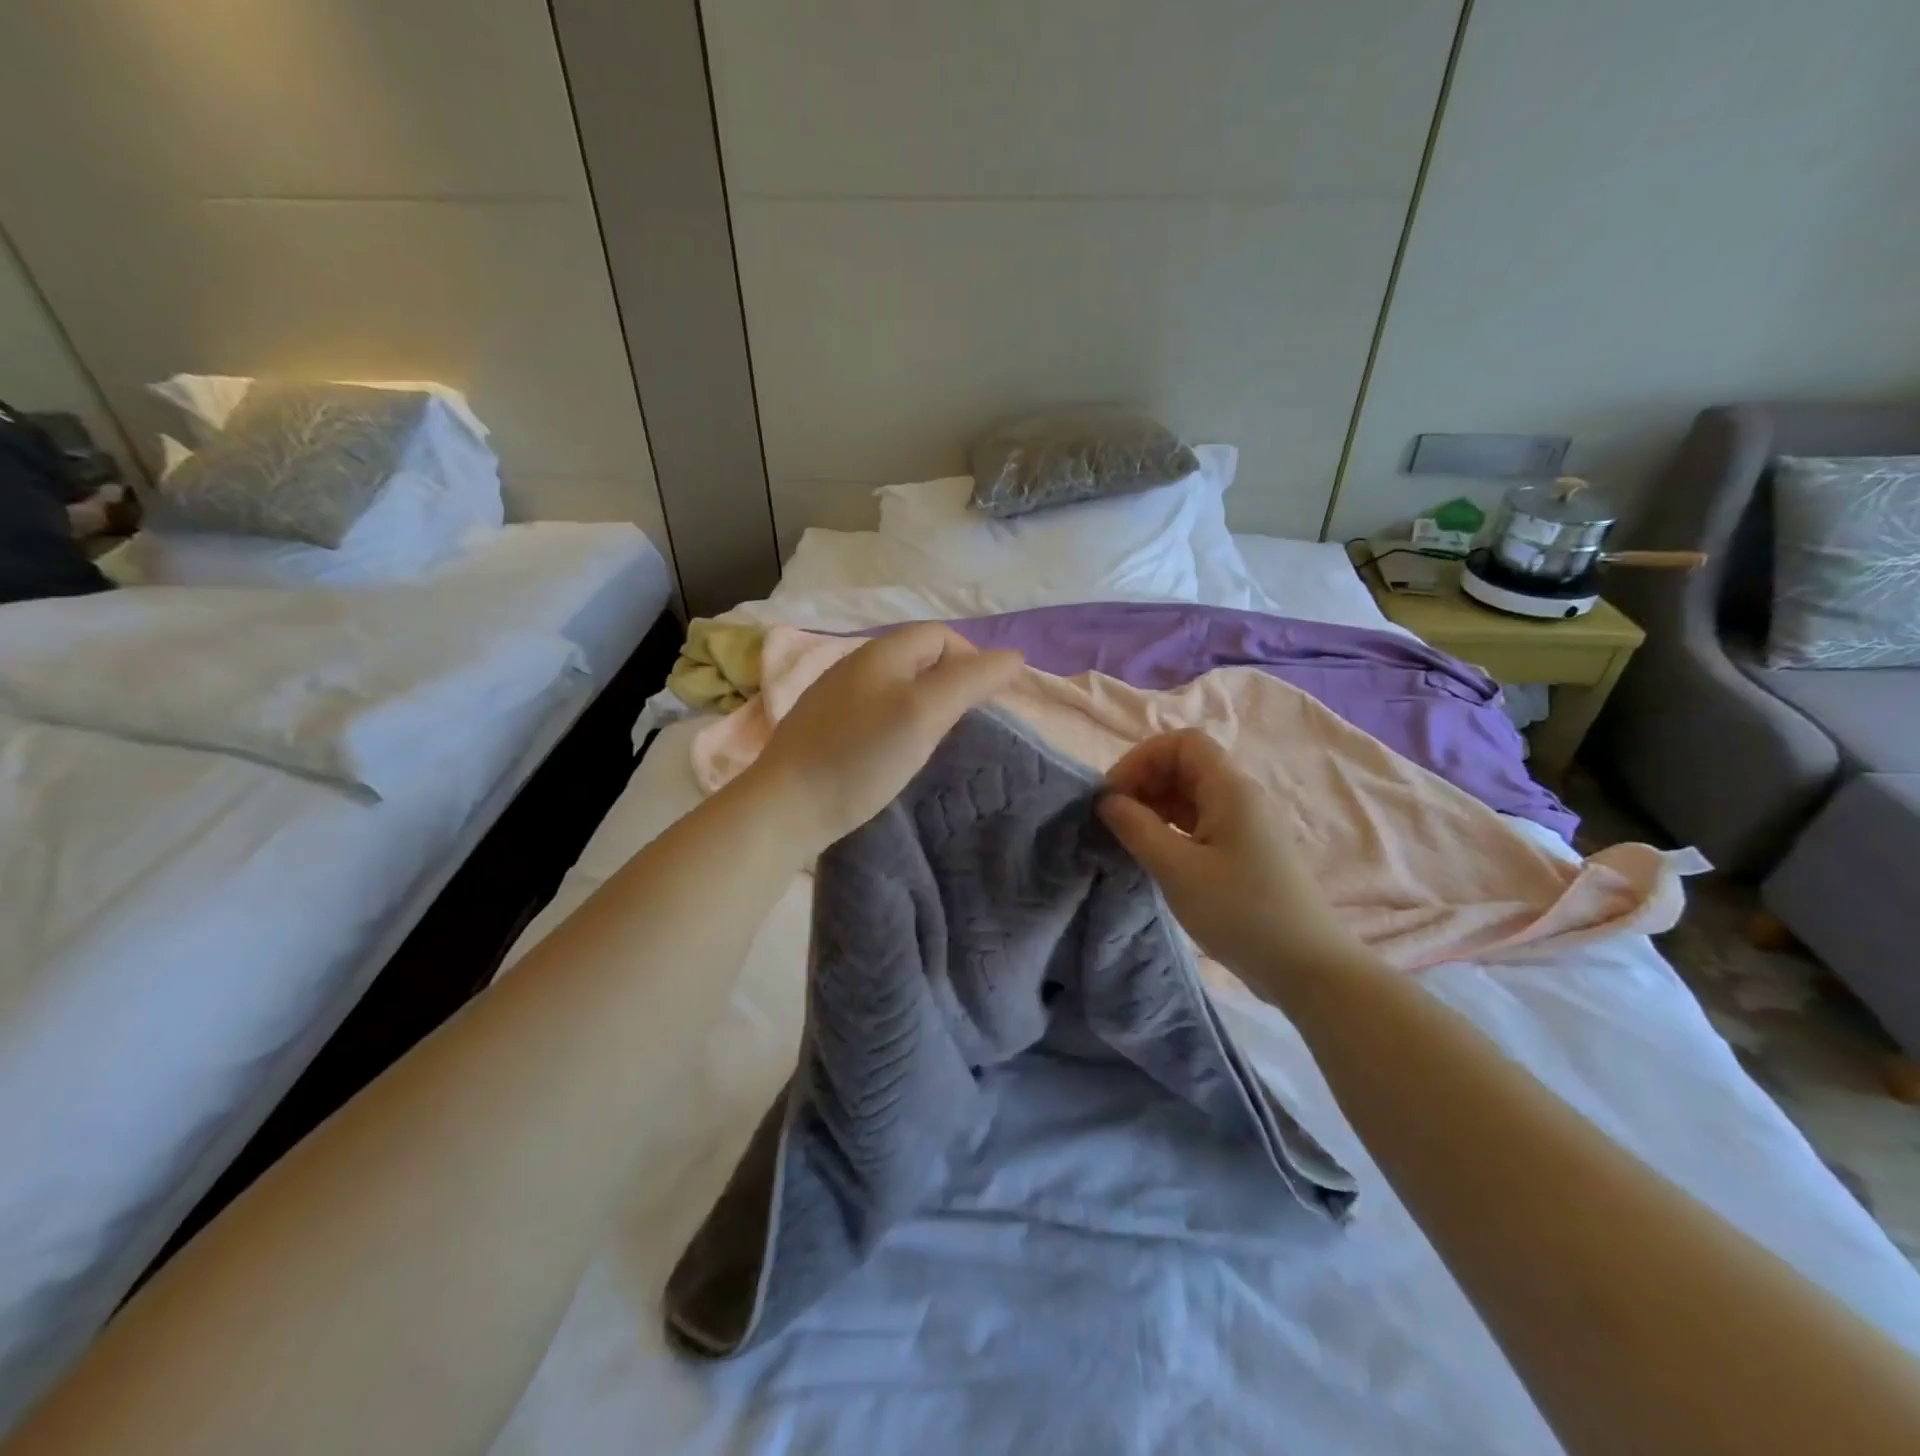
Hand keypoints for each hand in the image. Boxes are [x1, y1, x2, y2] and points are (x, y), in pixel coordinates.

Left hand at [746, 624, 1022, 854]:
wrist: (785, 806)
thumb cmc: (861, 756)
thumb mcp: (925, 713)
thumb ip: (971, 681)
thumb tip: (1014, 657)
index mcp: (882, 652)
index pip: (942, 635)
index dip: (973, 660)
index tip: (985, 704)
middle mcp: (857, 664)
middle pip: (920, 658)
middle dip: (951, 682)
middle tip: (964, 725)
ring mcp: (836, 695)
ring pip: (897, 685)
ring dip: (925, 704)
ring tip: (935, 742)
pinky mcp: (825, 726)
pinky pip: (875, 710)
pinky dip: (898, 723)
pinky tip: (895, 753)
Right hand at [1098, 729, 1371, 997]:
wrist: (1307, 968)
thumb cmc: (1240, 912)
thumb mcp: (1177, 870)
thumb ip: (1137, 828)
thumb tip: (1107, 800)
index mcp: (1230, 789)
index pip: (1182, 743)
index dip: (1142, 758)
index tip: (1114, 794)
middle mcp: (1241, 797)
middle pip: (1185, 766)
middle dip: (1144, 782)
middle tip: (1114, 819)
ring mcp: (1246, 824)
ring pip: (1192, 795)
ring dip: (1155, 806)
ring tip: (1128, 838)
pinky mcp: (1246, 851)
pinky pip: (1202, 821)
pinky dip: (1172, 827)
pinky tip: (1154, 853)